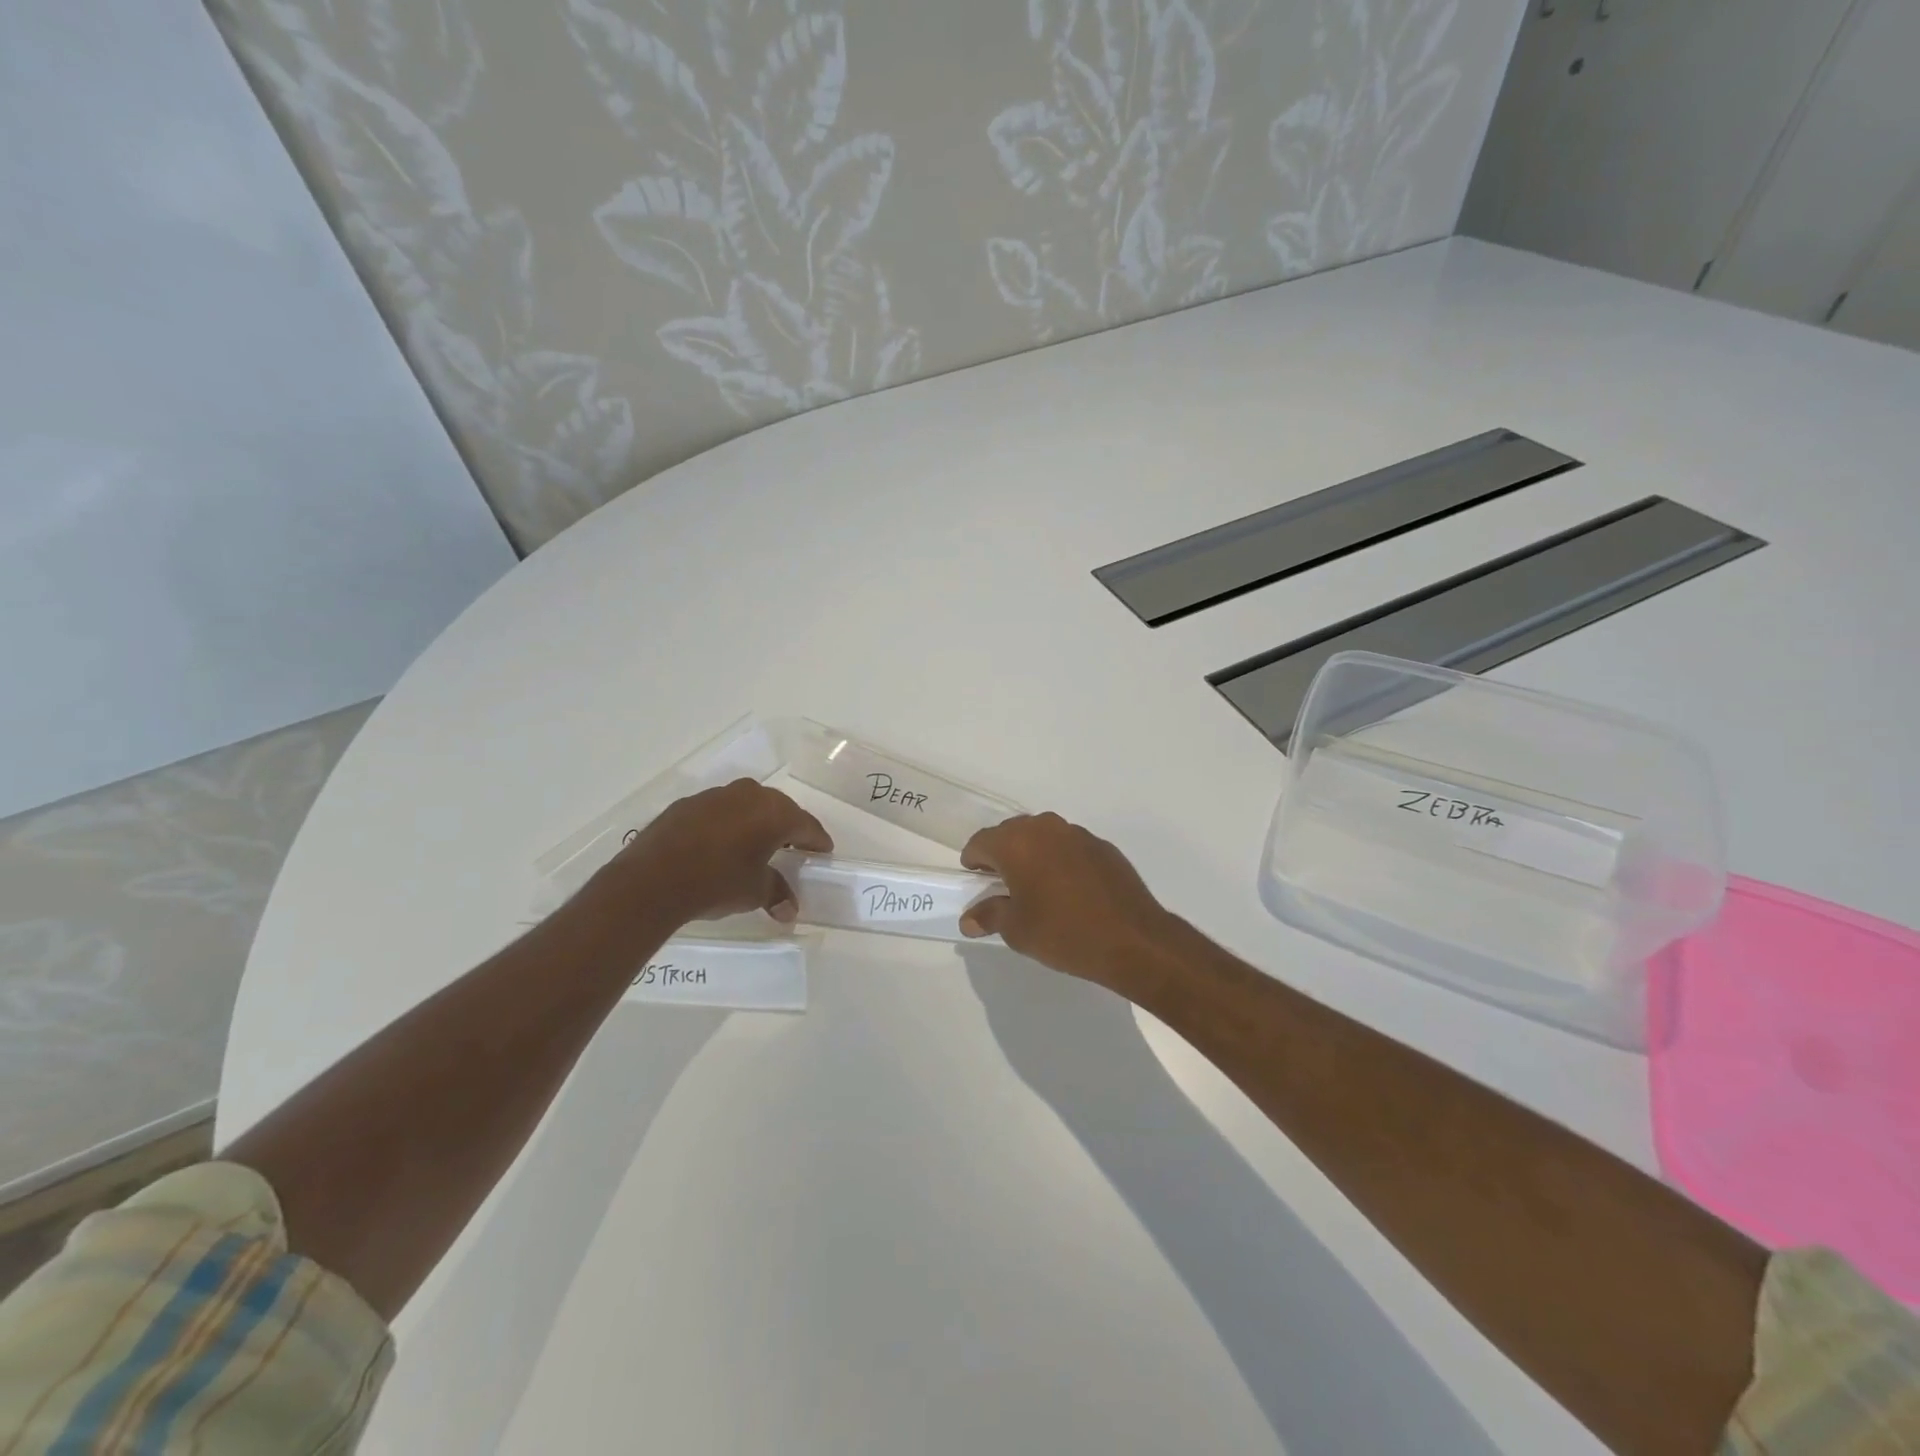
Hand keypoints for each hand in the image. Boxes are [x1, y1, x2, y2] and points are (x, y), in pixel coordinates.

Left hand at [597, 779, 831, 928]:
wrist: (652, 880)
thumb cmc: (716, 883)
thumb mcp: (754, 892)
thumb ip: (776, 894)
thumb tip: (789, 909)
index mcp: (774, 813)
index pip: (806, 825)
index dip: (817, 840)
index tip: (824, 850)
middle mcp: (749, 795)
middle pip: (778, 809)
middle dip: (787, 827)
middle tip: (793, 847)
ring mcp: (716, 796)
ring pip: (747, 805)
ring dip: (755, 822)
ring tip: (754, 845)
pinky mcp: (687, 804)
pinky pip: (719, 811)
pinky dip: (726, 824)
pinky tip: (719, 844)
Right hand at [959, 812, 1178, 984]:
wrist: (1133, 939)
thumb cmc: (1064, 933)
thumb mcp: (1017, 930)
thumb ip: (989, 915)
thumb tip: (969, 918)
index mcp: (1017, 843)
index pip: (981, 842)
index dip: (973, 862)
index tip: (976, 882)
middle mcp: (1045, 828)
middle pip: (1011, 833)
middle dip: (1002, 855)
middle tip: (1002, 886)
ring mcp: (1077, 834)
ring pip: (1042, 837)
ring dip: (1032, 855)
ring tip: (1036, 887)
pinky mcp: (1102, 846)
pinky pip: (1069, 847)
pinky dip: (1060, 861)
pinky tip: (1069, 890)